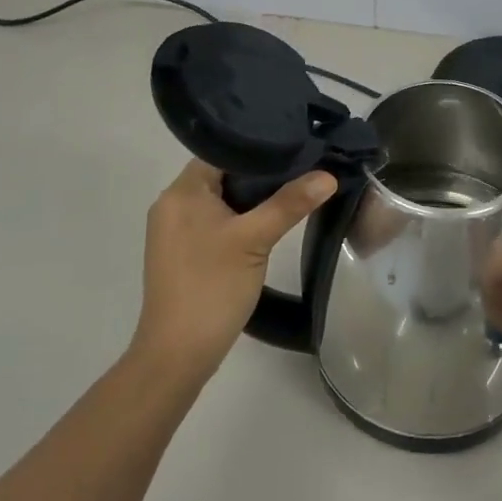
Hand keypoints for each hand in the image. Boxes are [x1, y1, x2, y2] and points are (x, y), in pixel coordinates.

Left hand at [132, 160, 336, 386]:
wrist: (177, 354)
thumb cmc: (212, 287)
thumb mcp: (255, 240)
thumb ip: (290, 203)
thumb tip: (329, 174)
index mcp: (181, 191)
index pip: (222, 150)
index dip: (259, 147)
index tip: (296, 146)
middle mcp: (172, 203)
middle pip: (222, 173)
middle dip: (260, 173)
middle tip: (302, 167)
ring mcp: (175, 230)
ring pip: (220, 199)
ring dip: (251, 197)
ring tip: (292, 190)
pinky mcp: (183, 252)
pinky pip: (214, 220)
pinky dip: (239, 217)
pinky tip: (267, 222)